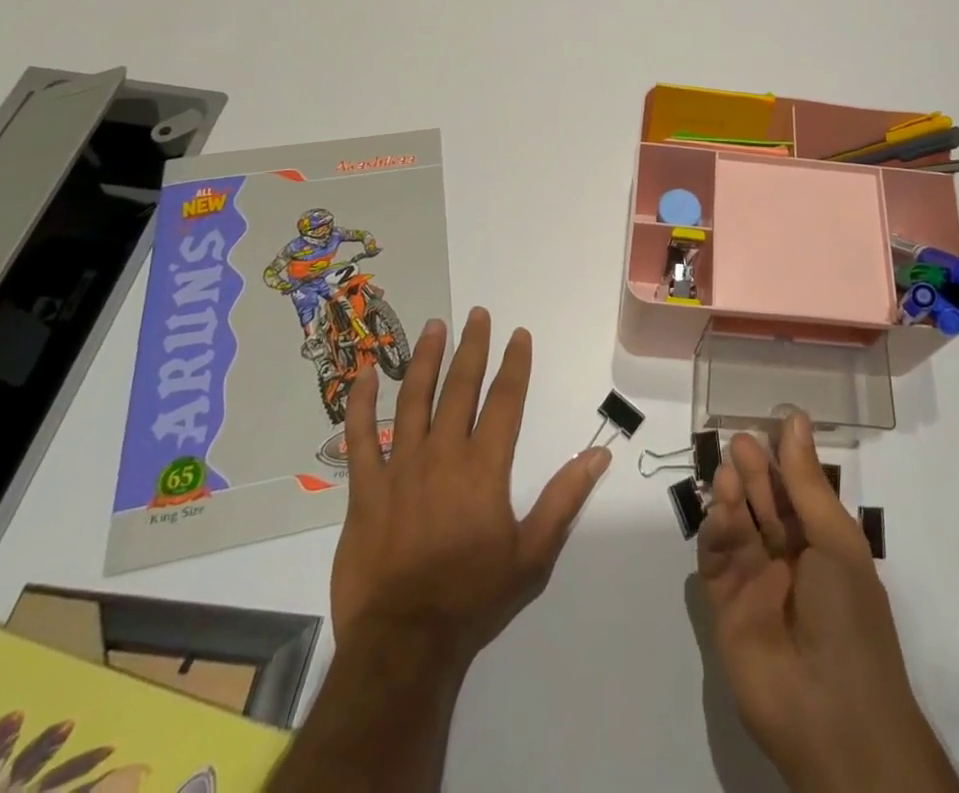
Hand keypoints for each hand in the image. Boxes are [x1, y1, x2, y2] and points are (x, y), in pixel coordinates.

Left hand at [330, 307, 610, 673]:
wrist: (403, 644)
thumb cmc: (473, 598)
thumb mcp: (533, 554)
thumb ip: (564, 499)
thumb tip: (599, 454)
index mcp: (484, 467)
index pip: (505, 400)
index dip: (515, 364)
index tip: (519, 335)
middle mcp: (443, 454)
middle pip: (460, 387)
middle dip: (472, 347)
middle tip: (477, 314)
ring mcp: (400, 468)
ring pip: (413, 399)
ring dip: (425, 359)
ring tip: (434, 327)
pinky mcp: (364, 490)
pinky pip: (359, 438)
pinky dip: (360, 405)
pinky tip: (362, 375)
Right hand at [696, 414, 958, 792]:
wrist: (833, 717)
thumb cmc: (849, 617)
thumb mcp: (835, 540)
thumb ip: (806, 481)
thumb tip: (795, 419)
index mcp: (824, 545)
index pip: (798, 492)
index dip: (784, 459)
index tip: (769, 422)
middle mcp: (790, 561)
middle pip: (765, 505)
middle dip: (753, 472)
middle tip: (739, 440)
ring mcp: (757, 584)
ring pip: (739, 527)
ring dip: (733, 496)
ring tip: (728, 468)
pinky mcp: (726, 609)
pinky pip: (717, 561)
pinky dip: (716, 531)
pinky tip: (720, 507)